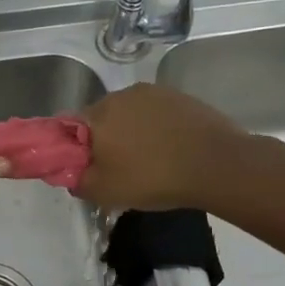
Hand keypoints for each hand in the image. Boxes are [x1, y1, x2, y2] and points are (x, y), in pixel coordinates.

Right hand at [75, 83, 248, 211]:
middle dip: (104, 137)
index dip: (72, 146)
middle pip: (100, 117)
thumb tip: (72, 173)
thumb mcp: (106, 192)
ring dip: (131, 130)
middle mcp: (119, 95)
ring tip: (148, 157)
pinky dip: (155, 126)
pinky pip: (154, 111)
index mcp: (96, 116)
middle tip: (118, 165)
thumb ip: (78, 181)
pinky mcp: (178, 95)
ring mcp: (151, 92)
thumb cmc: (153, 178)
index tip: (85, 164)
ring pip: (128, 112)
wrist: (217, 164)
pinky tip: (169, 146)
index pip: (67, 126)